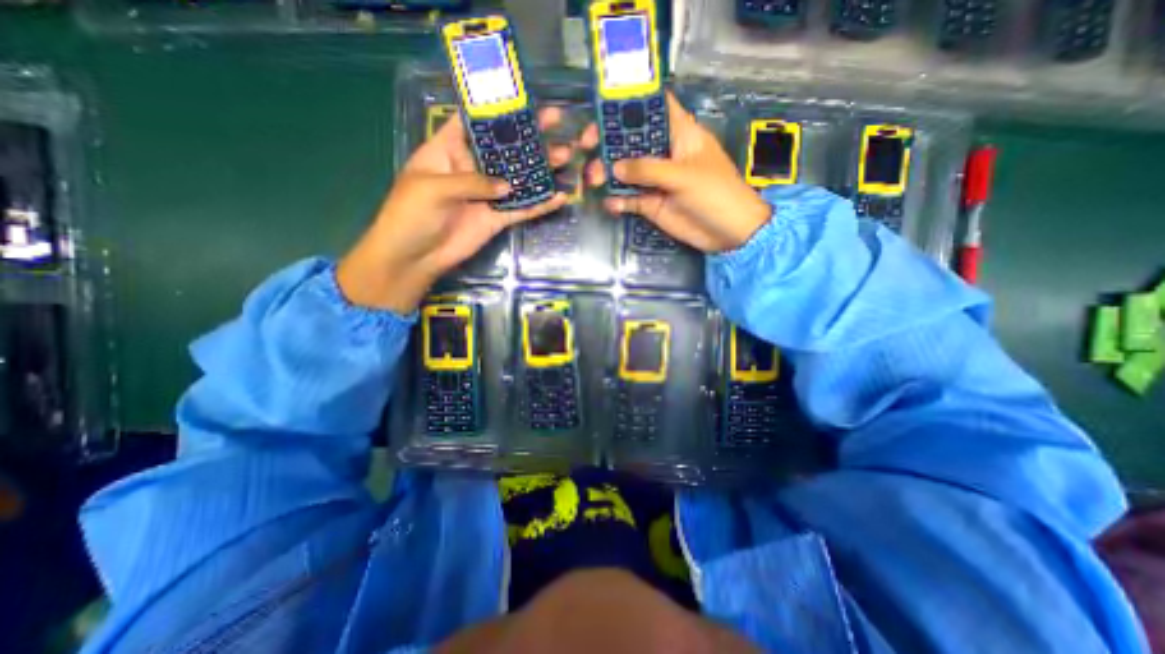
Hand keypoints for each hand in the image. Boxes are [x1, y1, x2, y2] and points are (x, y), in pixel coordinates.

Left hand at [334, 106, 574, 310]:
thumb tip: (507, 185)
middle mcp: (472, 169)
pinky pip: (522, 210)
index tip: (523, 99)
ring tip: (566, 156)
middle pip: (504, 149)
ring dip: (541, 169)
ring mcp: (488, 195)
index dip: (496, 110)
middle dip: (529, 136)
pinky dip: (540, 205)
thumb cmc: (411, 214)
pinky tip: (559, 197)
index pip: (474, 122)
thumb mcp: (434, 188)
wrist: (415, 257)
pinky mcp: (497, 218)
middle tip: (557, 122)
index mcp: (448, 150)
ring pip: (519, 178)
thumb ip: (471, 181)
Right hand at [583, 93, 771, 251]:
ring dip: (608, 173)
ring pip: (626, 171)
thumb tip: (615, 166)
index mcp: (679, 134)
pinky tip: (610, 205)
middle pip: (632, 140)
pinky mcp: (652, 204)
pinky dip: (618, 201)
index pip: (654, 107)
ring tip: (594, 180)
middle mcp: (664, 153)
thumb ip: (648, 169)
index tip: (604, 106)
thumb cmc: (715, 193)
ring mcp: (656, 180)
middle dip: (609, 141)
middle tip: (587, 147)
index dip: (631, 102)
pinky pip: (629, 199)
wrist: (728, 232)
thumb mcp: (683, 175)